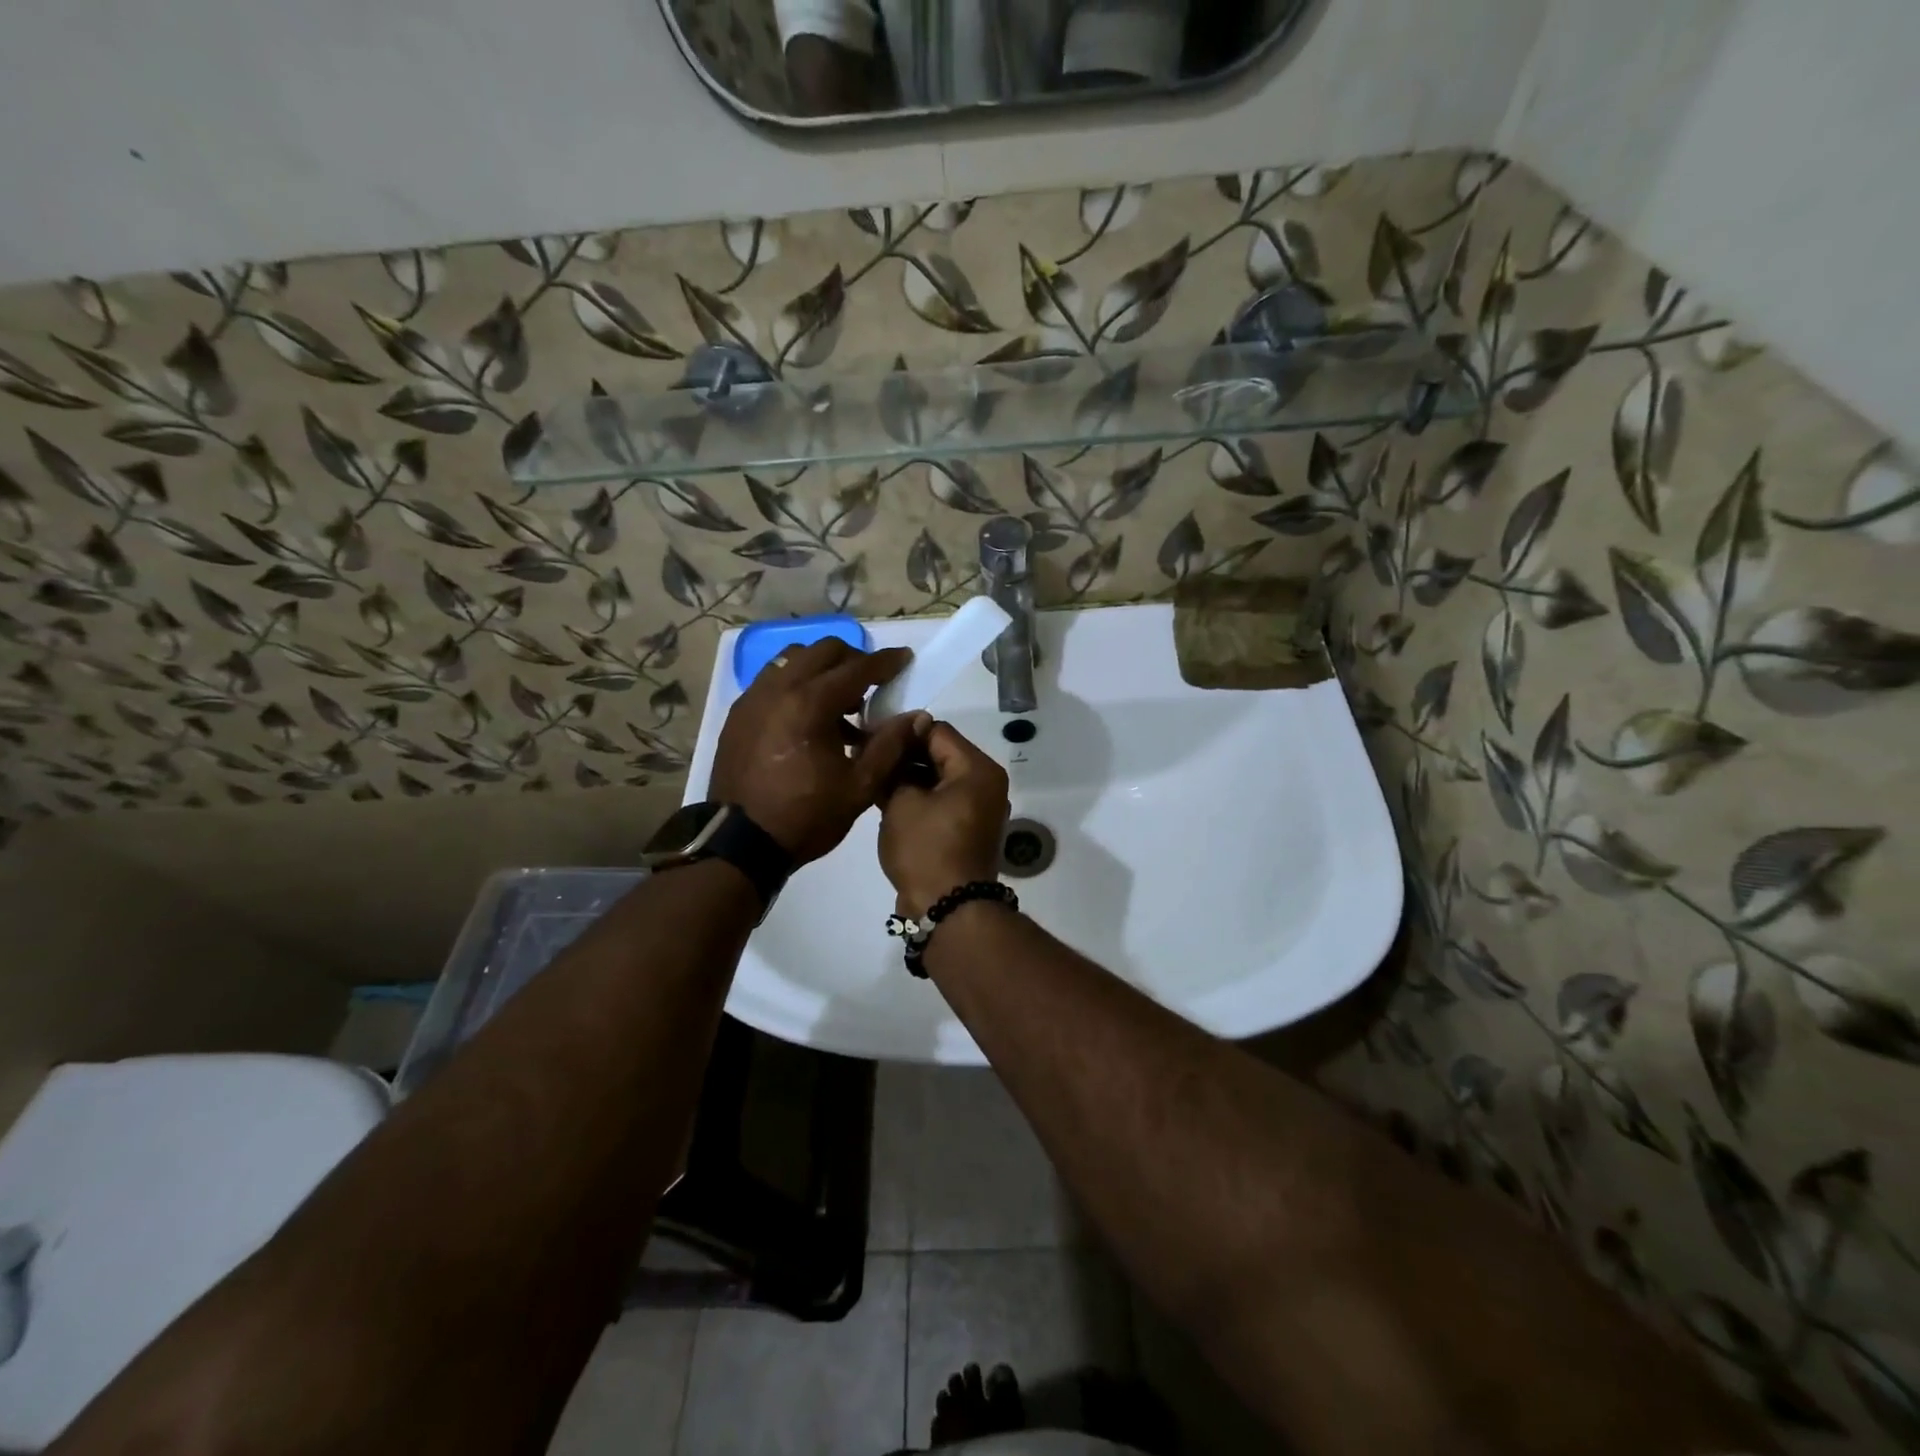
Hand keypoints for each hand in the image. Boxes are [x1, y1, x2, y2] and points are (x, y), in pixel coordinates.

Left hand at [710, 640, 929, 864]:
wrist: (740, 844)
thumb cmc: (806, 816)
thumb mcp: (859, 786)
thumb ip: (890, 745)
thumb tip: (916, 716)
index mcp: (810, 704)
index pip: (857, 667)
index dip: (886, 661)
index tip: (905, 658)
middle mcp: (778, 689)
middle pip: (823, 650)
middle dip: (853, 659)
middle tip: (872, 683)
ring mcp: (753, 698)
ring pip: (793, 659)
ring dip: (822, 669)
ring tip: (840, 701)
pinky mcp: (739, 713)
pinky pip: (773, 680)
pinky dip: (797, 684)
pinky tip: (809, 718)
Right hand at [877, 723, 1009, 914]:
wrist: (948, 908)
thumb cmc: (926, 849)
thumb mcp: (901, 802)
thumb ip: (896, 767)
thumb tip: (890, 749)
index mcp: (978, 769)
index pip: (936, 731)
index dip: (901, 731)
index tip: (869, 737)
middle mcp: (987, 783)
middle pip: (941, 753)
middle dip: (905, 755)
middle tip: (867, 757)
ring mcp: (981, 808)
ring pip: (940, 778)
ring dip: (910, 777)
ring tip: (873, 778)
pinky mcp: (970, 829)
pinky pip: (943, 800)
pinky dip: (920, 797)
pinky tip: (888, 800)